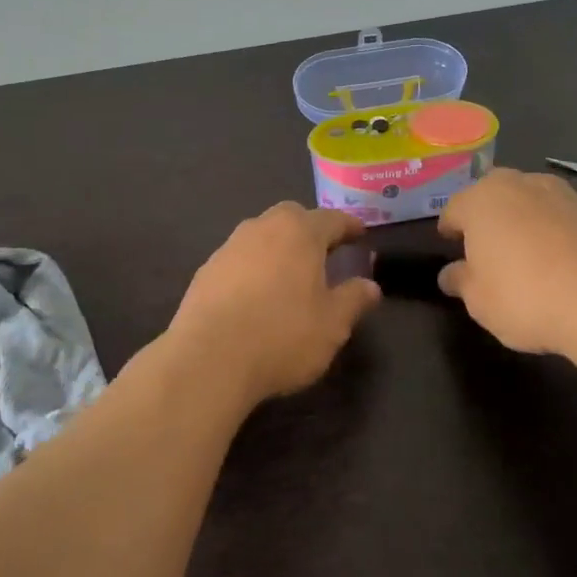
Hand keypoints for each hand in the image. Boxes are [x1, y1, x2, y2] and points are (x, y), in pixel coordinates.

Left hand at [167, 203, 382, 406]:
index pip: (331, 219)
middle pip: (291, 217)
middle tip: (324, 250)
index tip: (360, 234)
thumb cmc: (282, 336)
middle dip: (310, 228)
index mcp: (299, 233)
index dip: (349, 226)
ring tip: (291, 272)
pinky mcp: (206, 271)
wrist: (208, 359)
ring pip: (261, 234)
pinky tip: (257, 293)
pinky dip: (254, 266)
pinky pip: (239, 258)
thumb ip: (354, 299)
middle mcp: (262, 229)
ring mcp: (229, 247)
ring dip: (279, 246)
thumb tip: (370, 286)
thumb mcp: (332, 324)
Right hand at [438, 168, 576, 358]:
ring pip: (543, 194)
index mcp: (483, 201)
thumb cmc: (524, 299)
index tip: (450, 243)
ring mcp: (570, 196)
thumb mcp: (478, 301)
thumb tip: (450, 274)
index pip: (455, 207)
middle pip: (499, 190)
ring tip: (538, 242)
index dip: (450, 226)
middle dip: (493, 210)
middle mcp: (525, 186)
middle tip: (492, 240)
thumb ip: (461, 281)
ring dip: (537, 211)